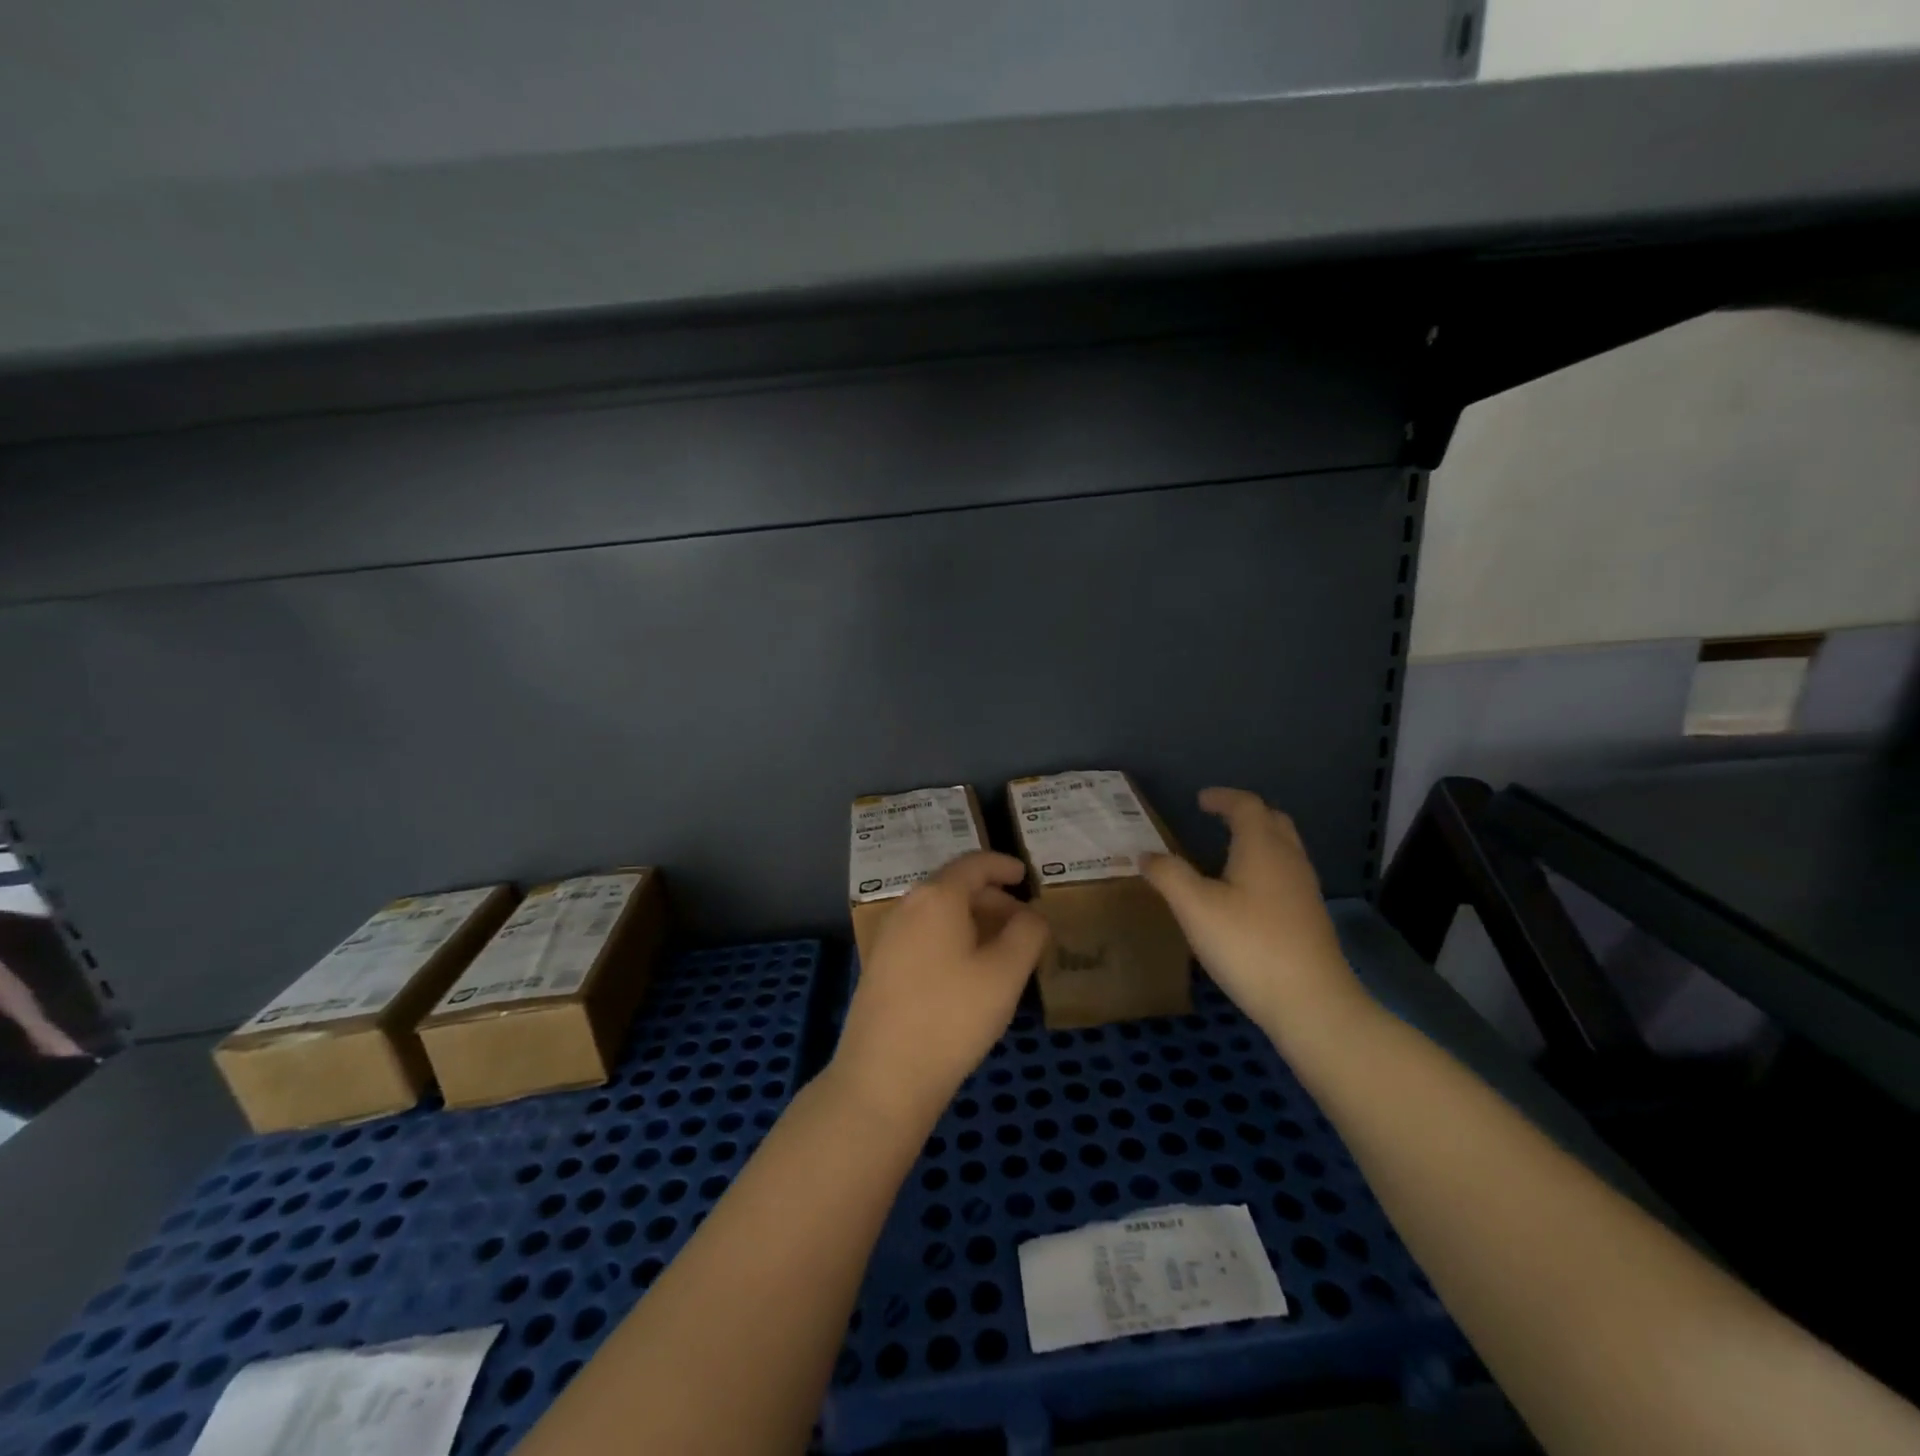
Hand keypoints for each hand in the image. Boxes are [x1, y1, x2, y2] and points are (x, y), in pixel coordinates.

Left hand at [833, 852, 1049, 1131]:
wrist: (883, 1076)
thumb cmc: (952, 1016)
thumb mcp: (1006, 973)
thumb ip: (1028, 933)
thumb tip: (1031, 914)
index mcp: (937, 897)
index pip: (974, 864)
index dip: (1003, 865)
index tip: (1026, 875)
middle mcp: (908, 906)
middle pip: (955, 887)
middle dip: (993, 898)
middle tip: (1023, 922)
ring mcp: (889, 936)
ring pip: (939, 913)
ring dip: (973, 921)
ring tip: (1002, 950)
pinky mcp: (880, 966)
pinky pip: (924, 935)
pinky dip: (952, 939)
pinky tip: (968, 973)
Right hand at [1143, 788, 1364, 1036]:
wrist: (1311, 1003)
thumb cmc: (1249, 945)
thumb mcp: (1195, 908)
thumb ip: (1168, 875)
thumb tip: (1146, 855)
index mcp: (1262, 848)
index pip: (1246, 806)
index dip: (1223, 798)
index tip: (1200, 800)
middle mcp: (1289, 860)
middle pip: (1273, 821)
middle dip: (1245, 813)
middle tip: (1217, 819)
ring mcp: (1304, 890)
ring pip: (1283, 848)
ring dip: (1257, 840)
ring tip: (1226, 852)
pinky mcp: (1309, 918)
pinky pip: (1286, 874)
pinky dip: (1264, 867)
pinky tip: (1245, 894)